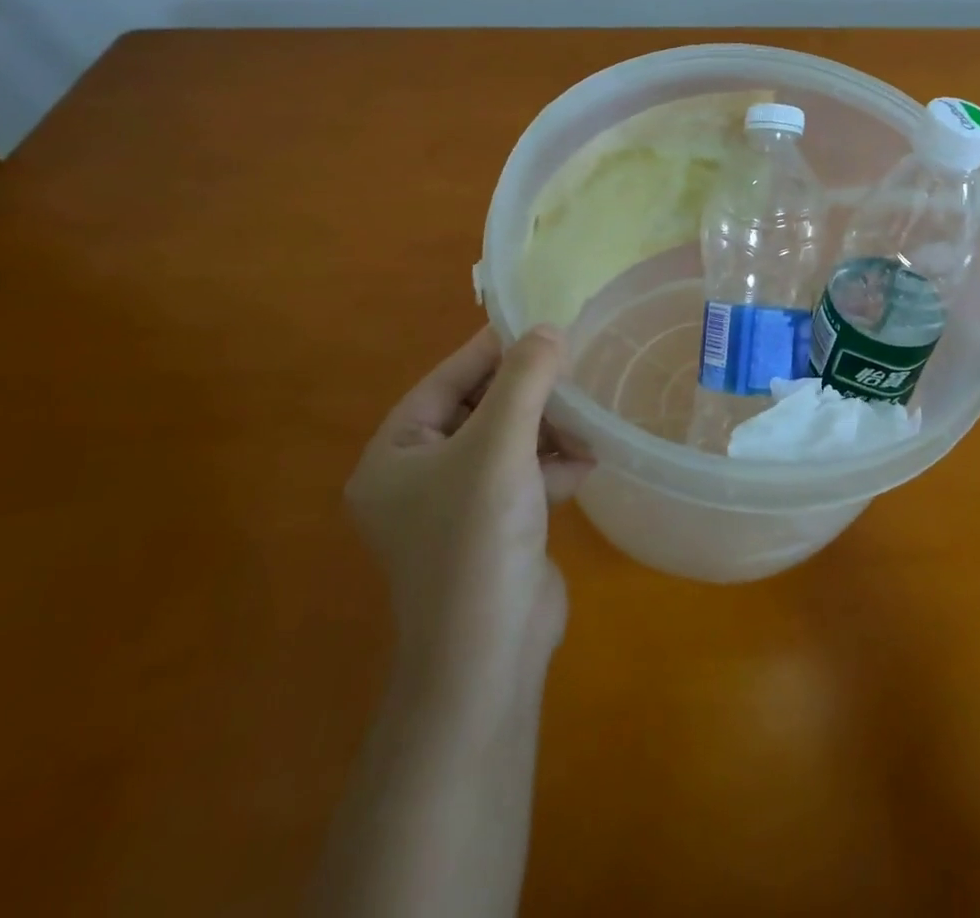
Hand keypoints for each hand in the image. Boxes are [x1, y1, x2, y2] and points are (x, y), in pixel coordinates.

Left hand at [345, 325, 590, 702]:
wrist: (490, 655)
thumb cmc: (478, 538)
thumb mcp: (500, 446)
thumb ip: (525, 380)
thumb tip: (548, 329)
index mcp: (394, 455)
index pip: (445, 382)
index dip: (491, 350)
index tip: (538, 324)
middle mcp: (418, 478)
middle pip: (479, 410)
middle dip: (529, 395)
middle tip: (571, 370)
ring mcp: (457, 506)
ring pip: (507, 442)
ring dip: (547, 429)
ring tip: (585, 421)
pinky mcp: (493, 528)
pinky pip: (523, 476)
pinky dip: (552, 465)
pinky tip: (584, 463)